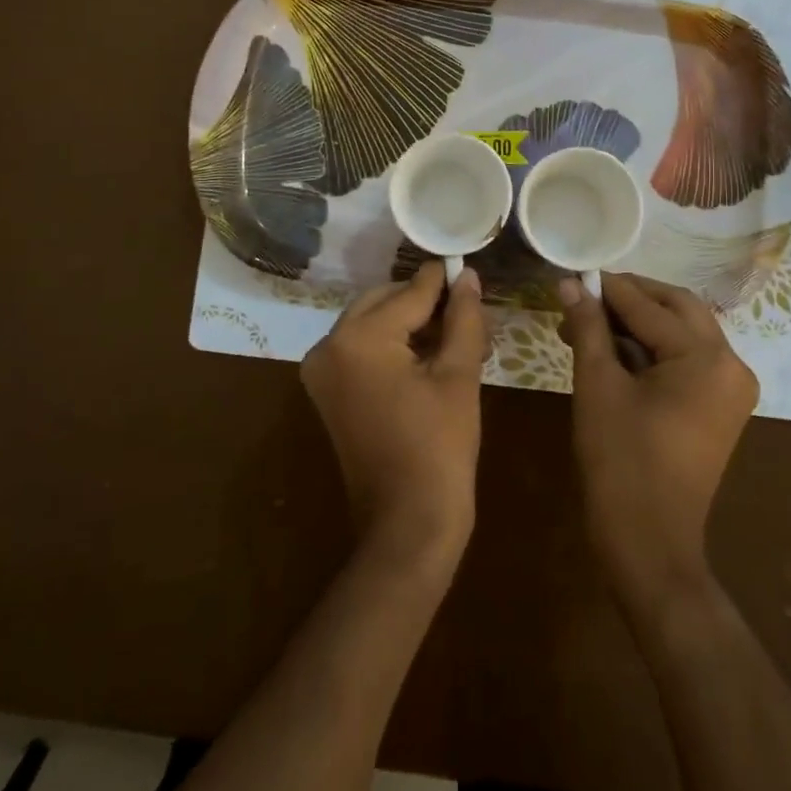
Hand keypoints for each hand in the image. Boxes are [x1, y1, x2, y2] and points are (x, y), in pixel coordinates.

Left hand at [302, 262, 488, 567]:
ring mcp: (321, 369)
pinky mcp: (327, 390)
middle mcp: (328, 344)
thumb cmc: (440, 448)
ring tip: (457, 334)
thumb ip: (463, 317)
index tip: (467, 265)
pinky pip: (362, 349)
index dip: (444, 280)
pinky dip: (393, 345)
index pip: (410, 293)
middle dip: (426, 303)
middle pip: (385, 302)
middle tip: (468, 310)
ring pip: (373, 323)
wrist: (407, 524)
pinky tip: (431, 354)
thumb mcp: (459, 375)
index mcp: (358, 338)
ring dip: (411, 323)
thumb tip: (468, 276)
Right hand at [557, 273, 758, 613]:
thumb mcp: (598, 385)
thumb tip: (570, 284)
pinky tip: (612, 349)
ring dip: (638, 322)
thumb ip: (588, 327)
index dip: (608, 288)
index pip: (650, 306)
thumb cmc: (620, 460)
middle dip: (629, 298)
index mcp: (707, 358)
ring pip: (682, 332)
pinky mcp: (720, 407)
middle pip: (677, 308)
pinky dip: (652, 349)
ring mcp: (730, 388)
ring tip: (588, 323)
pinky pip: (686, 360)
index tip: (573, 275)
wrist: (649, 543)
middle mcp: (731, 364)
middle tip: (584, 295)